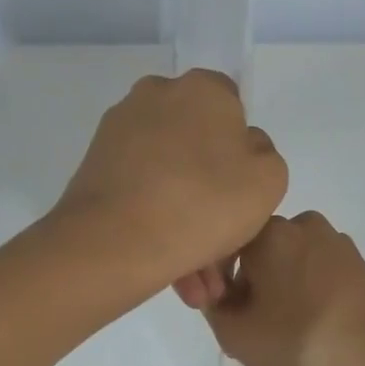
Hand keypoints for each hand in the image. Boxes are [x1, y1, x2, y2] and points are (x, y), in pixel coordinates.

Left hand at [53, 70, 286, 291]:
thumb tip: (240, 149)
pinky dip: (154, 220)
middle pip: (196, 144)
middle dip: (210, 192)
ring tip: (193, 276)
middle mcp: (157, 95)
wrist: (115, 242)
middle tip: (218, 245)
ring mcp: (120, 129)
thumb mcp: (269, 180)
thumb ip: (264, 154)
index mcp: (204, 89)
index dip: (241, 152)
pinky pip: (139, 189)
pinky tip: (167, 265)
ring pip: (168, 174)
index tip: (240, 192)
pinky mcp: (95, 163)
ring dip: (184, 217)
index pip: (232, 108)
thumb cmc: (204, 204)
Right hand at [187, 211, 364, 365]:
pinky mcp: (360, 264)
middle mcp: (304, 224)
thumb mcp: (235, 334)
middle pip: (260, 250)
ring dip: (280, 285)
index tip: (222, 312)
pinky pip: (319, 271)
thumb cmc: (296, 340)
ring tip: (284, 328)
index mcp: (269, 231)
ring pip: (291, 260)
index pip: (225, 245)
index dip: (216, 280)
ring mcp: (338, 242)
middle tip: (251, 324)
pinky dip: (308, 290)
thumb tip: (219, 294)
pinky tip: (311, 324)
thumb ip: (213, 308)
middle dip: (250, 281)